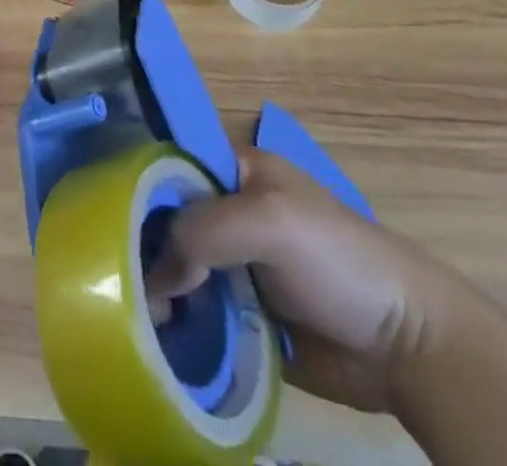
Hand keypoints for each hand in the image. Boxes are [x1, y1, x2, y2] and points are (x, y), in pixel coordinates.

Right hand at [147, 147, 451, 413]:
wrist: (402, 343)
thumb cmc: (336, 259)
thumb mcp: (270, 222)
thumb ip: (206, 229)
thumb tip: (157, 273)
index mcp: (237, 170)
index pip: (173, 164)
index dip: (140, 184)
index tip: (104, 213)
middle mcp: (229, 211)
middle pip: (170, 219)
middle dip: (144, 246)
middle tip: (118, 280)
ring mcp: (236, 263)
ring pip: (180, 268)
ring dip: (159, 291)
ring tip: (139, 319)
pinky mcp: (243, 313)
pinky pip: (199, 311)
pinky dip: (179, 323)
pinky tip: (157, 338)